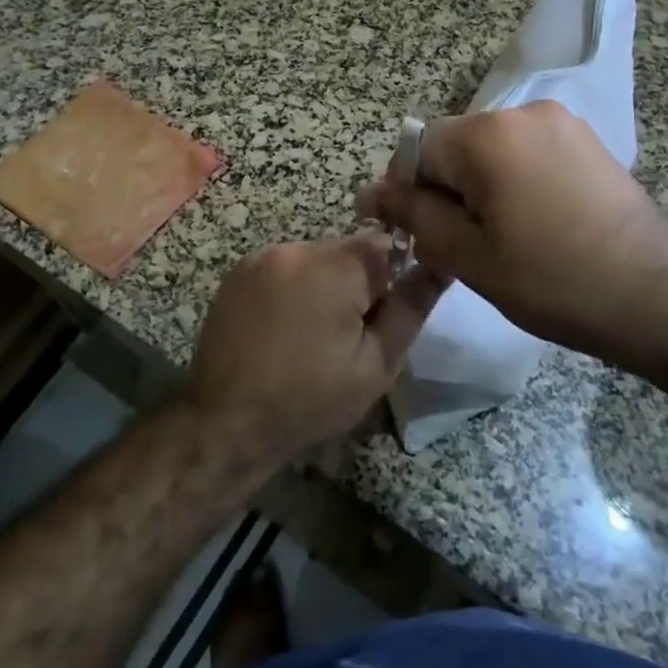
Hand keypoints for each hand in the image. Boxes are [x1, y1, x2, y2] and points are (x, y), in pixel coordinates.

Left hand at [187, 235, 445, 466]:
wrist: (226, 423)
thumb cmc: (310, 400)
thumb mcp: (376, 363)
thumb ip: (411, 307)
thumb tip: (441, 264)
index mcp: (333, 267)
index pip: (384, 245)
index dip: (392, 280)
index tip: (381, 318)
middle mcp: (295, 248)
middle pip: (348, 251)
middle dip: (358, 283)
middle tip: (348, 336)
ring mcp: (261, 257)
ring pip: (316, 259)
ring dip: (325, 285)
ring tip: (313, 336)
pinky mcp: (238, 272)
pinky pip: (285, 267)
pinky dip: (294, 288)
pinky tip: (284, 329)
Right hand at [357, 101, 667, 367]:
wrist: (658, 297)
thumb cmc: (552, 281)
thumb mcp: (467, 255)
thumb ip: (413, 215)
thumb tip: (369, 192)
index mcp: (487, 133)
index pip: (418, 149)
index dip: (410, 193)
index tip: (423, 236)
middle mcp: (523, 111)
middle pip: (456, 145)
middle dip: (448, 189)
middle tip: (465, 245)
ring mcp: (562, 122)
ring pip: (492, 150)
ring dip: (482, 186)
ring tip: (506, 237)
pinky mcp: (588, 140)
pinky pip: (529, 152)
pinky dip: (517, 180)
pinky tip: (538, 223)